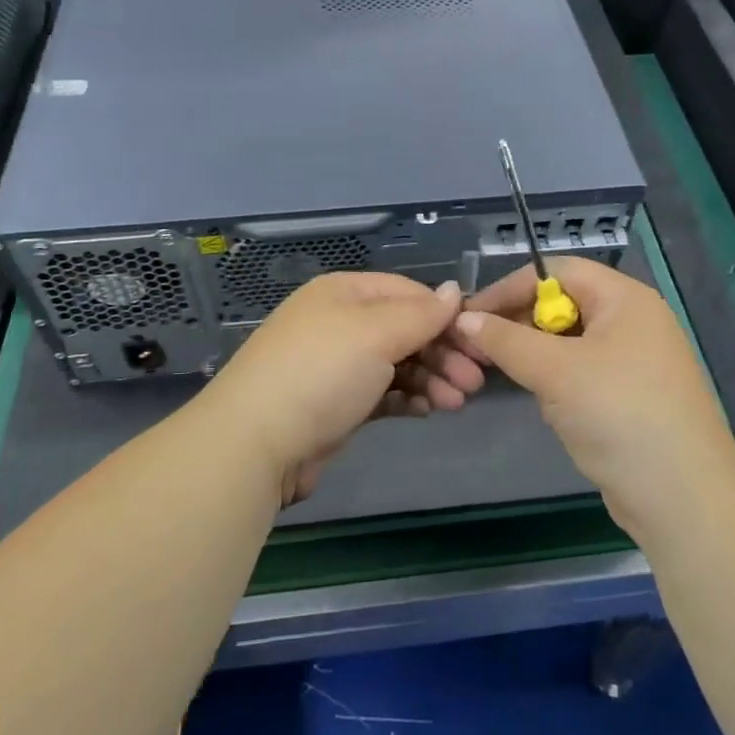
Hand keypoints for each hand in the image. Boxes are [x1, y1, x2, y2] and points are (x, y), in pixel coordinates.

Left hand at [204, 272, 484, 503]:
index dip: (445, 315)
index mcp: (345, 292)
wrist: (255, 443)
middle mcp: (340, 322)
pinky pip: (382, 392)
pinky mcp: (336, 404)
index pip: (408, 293)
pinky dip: (408, 398)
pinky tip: (428, 410)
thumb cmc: (321, 373)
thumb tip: (455, 290)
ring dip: (431, 378)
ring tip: (457, 403)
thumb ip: (421, 313)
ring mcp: (336, 364)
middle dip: (443, 353)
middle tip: (476, 382)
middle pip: (405, 329)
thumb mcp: (375, 333)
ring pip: (397, 363)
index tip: (479, 342)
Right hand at [453, 257, 734, 541]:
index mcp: (624, 298)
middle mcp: (632, 321)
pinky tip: (540, 400)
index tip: (470, 315)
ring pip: (569, 342)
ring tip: (500, 373)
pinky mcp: (630, 397)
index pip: (556, 271)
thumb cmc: (618, 414)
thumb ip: (506, 340)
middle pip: (563, 304)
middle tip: (477, 348)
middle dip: (519, 323)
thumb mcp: (555, 371)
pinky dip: (556, 380)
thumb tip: (465, 319)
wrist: (683, 496)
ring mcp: (634, 361)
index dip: (510, 288)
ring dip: (534, 354)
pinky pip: (582, 372)